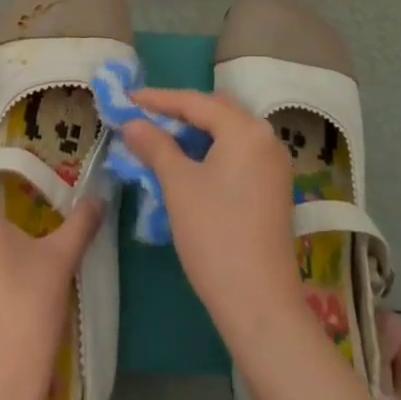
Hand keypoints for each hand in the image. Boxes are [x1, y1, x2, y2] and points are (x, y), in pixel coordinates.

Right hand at [123, 88, 303, 338]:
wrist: (258, 301)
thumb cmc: (214, 234)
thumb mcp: (178, 184)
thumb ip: (155, 145)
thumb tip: (133, 122)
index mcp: (245, 130)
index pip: (195, 101)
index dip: (158, 99)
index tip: (127, 98)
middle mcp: (266, 138)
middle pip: (216, 111)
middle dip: (179, 112)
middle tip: (144, 117)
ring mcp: (274, 165)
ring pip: (228, 133)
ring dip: (194, 132)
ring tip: (159, 140)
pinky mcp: (273, 188)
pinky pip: (237, 154)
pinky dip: (211, 151)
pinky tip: (187, 164)